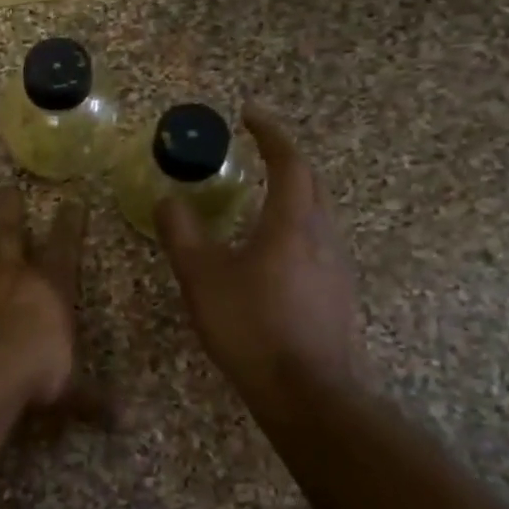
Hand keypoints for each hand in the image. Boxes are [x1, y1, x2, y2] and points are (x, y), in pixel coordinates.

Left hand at [0, 187, 93, 420]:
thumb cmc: (34, 374)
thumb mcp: (70, 390)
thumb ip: (91, 400)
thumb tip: (124, 422)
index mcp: (49, 289)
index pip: (65, 248)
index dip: (70, 225)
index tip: (72, 201)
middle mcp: (11, 276)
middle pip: (11, 233)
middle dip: (10, 210)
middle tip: (6, 189)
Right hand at [157, 105, 367, 402]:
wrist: (309, 394)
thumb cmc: (252, 326)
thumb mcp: (202, 277)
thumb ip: (182, 233)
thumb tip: (168, 199)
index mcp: (293, 222)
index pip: (289, 162)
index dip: (270, 134)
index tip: (249, 115)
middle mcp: (323, 236)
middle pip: (311, 183)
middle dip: (286, 161)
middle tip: (258, 152)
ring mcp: (337, 268)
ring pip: (318, 215)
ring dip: (293, 196)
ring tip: (261, 199)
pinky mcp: (339, 296)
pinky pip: (318, 244)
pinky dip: (296, 229)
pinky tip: (273, 254)